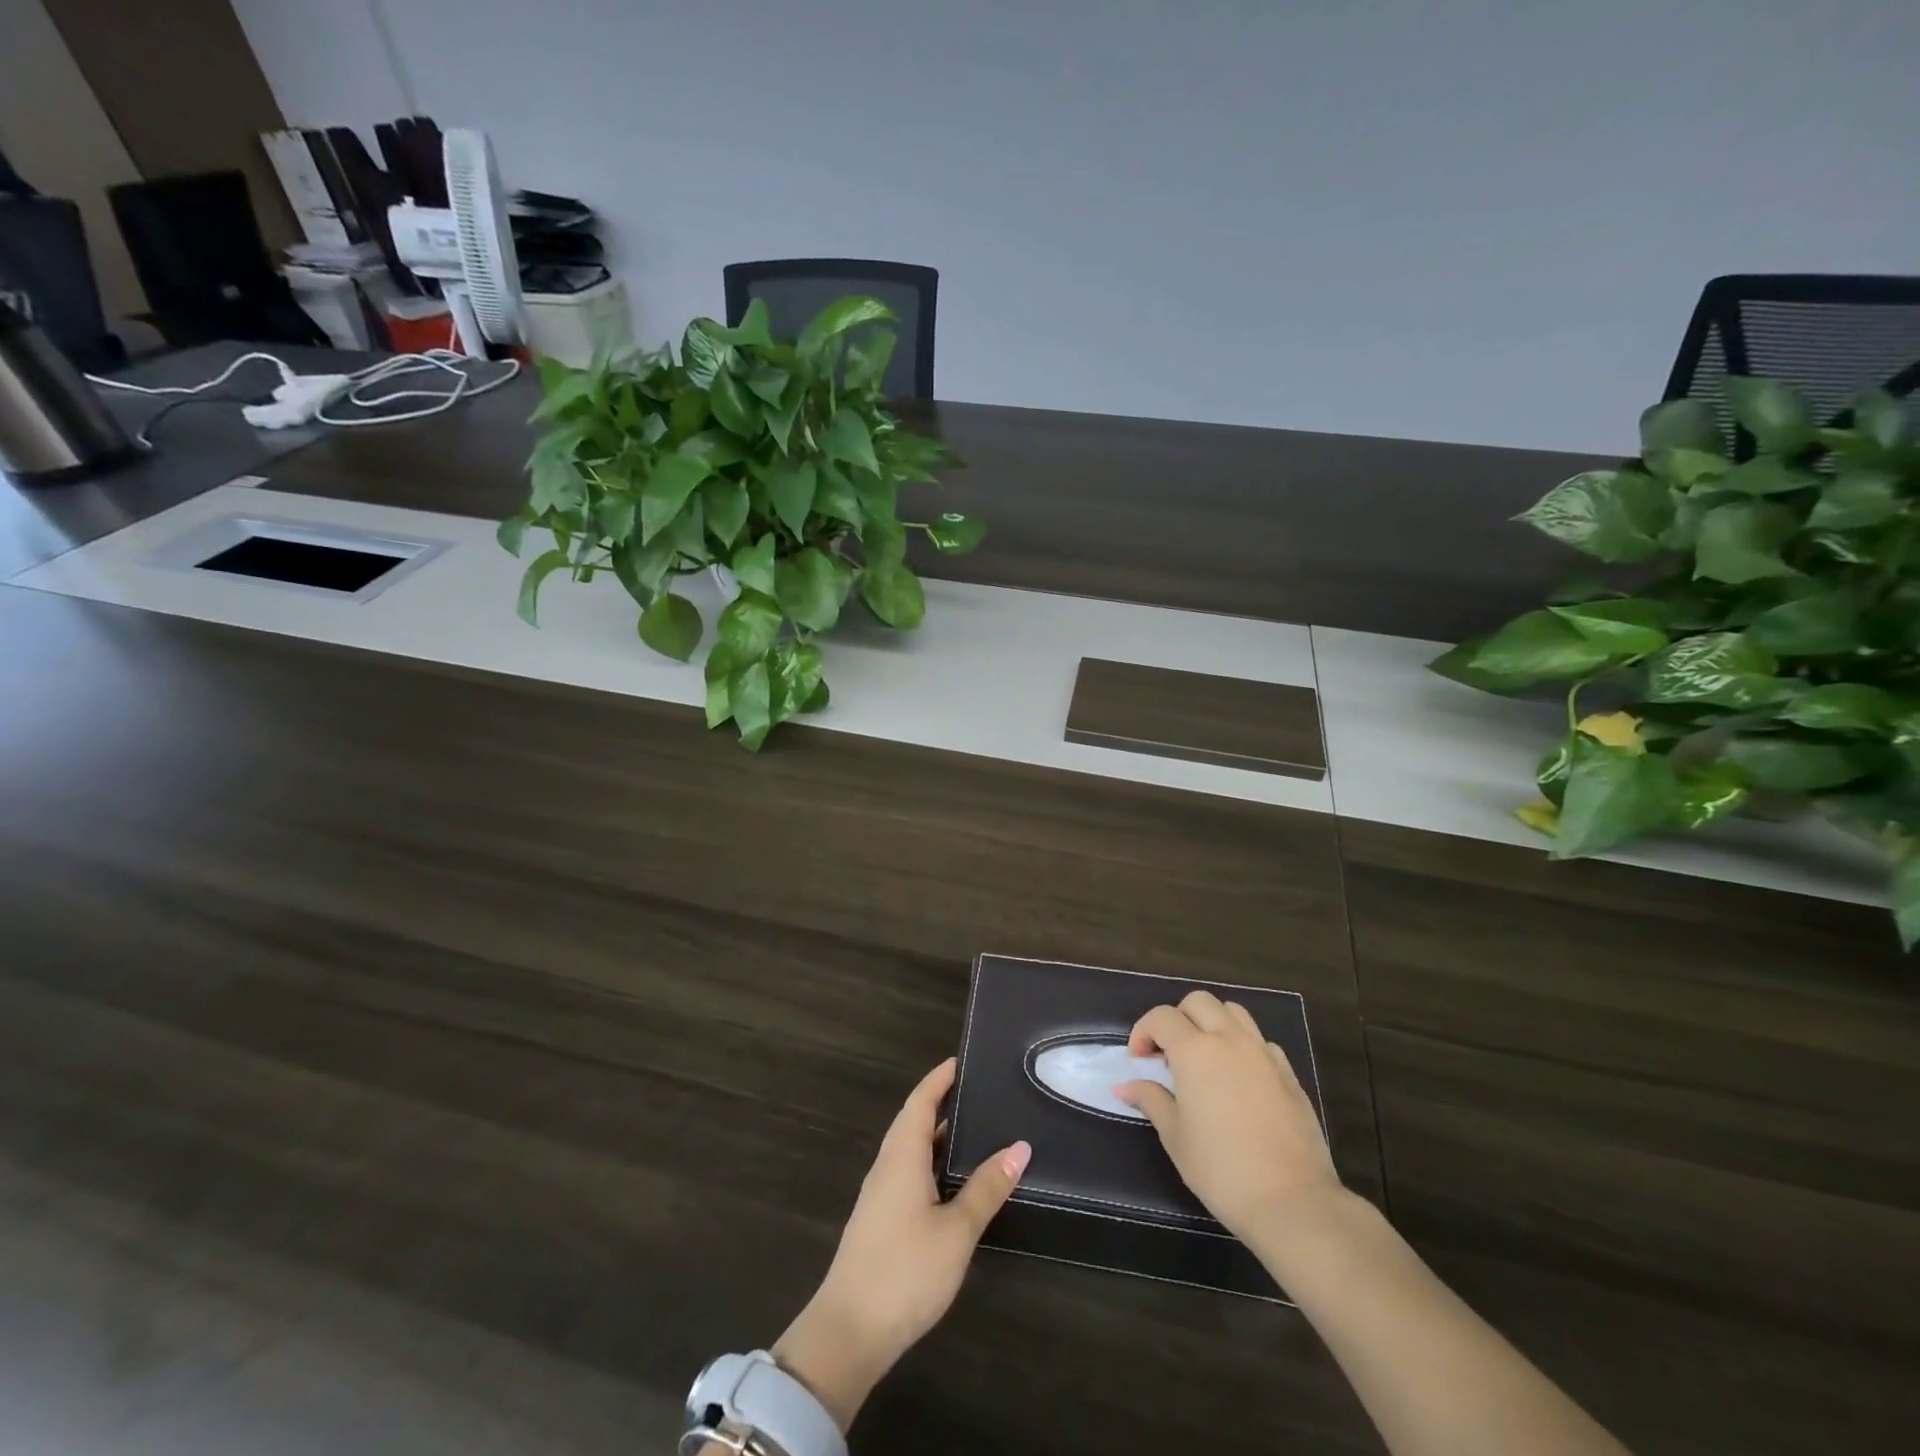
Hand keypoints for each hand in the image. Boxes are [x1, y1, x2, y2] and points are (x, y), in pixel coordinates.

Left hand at [773, 1058, 1029, 1431]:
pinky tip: (953, 1181)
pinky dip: (931, 1162)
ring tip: (974, 1130)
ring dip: (937, 1135)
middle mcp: (888, 1165)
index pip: (920, 1101)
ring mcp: (881, 1195)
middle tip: (978, 1092)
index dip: (939, 1079)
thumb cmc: (905, 1270)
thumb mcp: (956, 1230)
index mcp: (902, 1155)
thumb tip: (1019, 1147)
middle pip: (913, 1120)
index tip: (962, 1060)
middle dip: (941, 1102)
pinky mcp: (881, 1220)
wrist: (849, 1333)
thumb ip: (986, 1188)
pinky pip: (908, 1173)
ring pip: (911, 1149)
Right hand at [1115, 990, 1342, 1243]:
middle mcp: (1230, 1040)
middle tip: (1169, 1054)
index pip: (1162, 1017)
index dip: (1143, 1032)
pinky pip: (1259, 1041)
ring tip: (1204, 1058)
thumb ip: (1151, 1100)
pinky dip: (1241, 1046)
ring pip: (1232, 1012)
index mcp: (1195, 1051)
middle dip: (1177, 1018)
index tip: (1139, 1061)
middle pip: (1199, 1002)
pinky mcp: (1288, 1073)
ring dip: (1211, 1023)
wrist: (1293, 1201)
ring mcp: (1263, 1053)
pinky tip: (1237, 1079)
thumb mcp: (1175, 1136)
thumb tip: (1125, 1085)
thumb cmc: (1221, 1170)